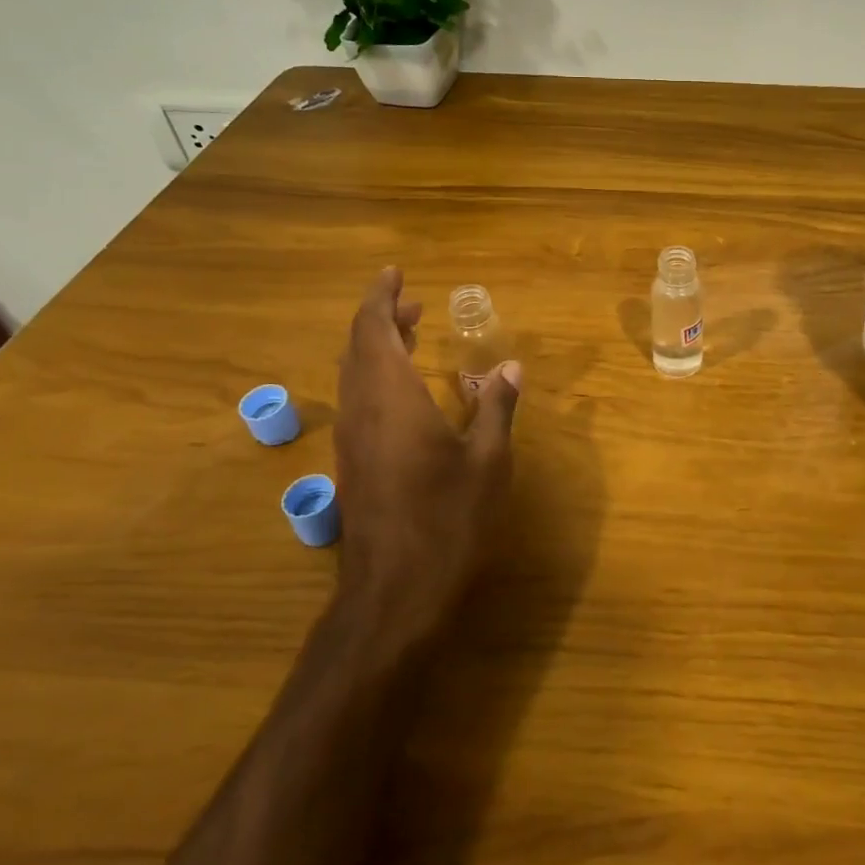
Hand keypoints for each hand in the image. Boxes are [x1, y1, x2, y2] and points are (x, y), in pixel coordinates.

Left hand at [332, 267, 519, 652]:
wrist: (395, 591)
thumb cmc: (448, 519)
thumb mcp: (488, 461)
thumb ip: (498, 408)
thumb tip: (511, 368)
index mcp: (391, 398)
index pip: (373, 329)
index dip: (381, 297)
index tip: (395, 273)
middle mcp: (362, 410)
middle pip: (358, 347)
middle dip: (382, 318)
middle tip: (414, 304)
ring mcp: (352, 439)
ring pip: (354, 375)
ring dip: (378, 347)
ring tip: (412, 334)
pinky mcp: (353, 464)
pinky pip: (358, 400)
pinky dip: (377, 377)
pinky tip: (406, 391)